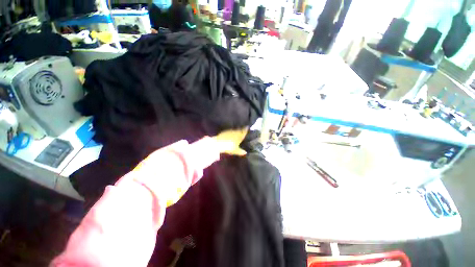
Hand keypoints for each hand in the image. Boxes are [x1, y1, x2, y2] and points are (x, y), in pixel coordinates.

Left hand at [213, 128, 248, 155]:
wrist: (218, 143)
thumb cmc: (229, 147)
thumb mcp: (235, 150)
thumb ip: (240, 151)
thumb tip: (245, 152)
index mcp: (239, 136)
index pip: (244, 132)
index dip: (246, 129)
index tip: (247, 127)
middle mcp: (235, 132)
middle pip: (239, 130)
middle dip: (241, 129)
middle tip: (243, 129)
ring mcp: (230, 131)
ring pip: (235, 130)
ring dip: (236, 130)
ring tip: (237, 131)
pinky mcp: (225, 131)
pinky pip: (230, 131)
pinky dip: (231, 132)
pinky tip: (231, 134)